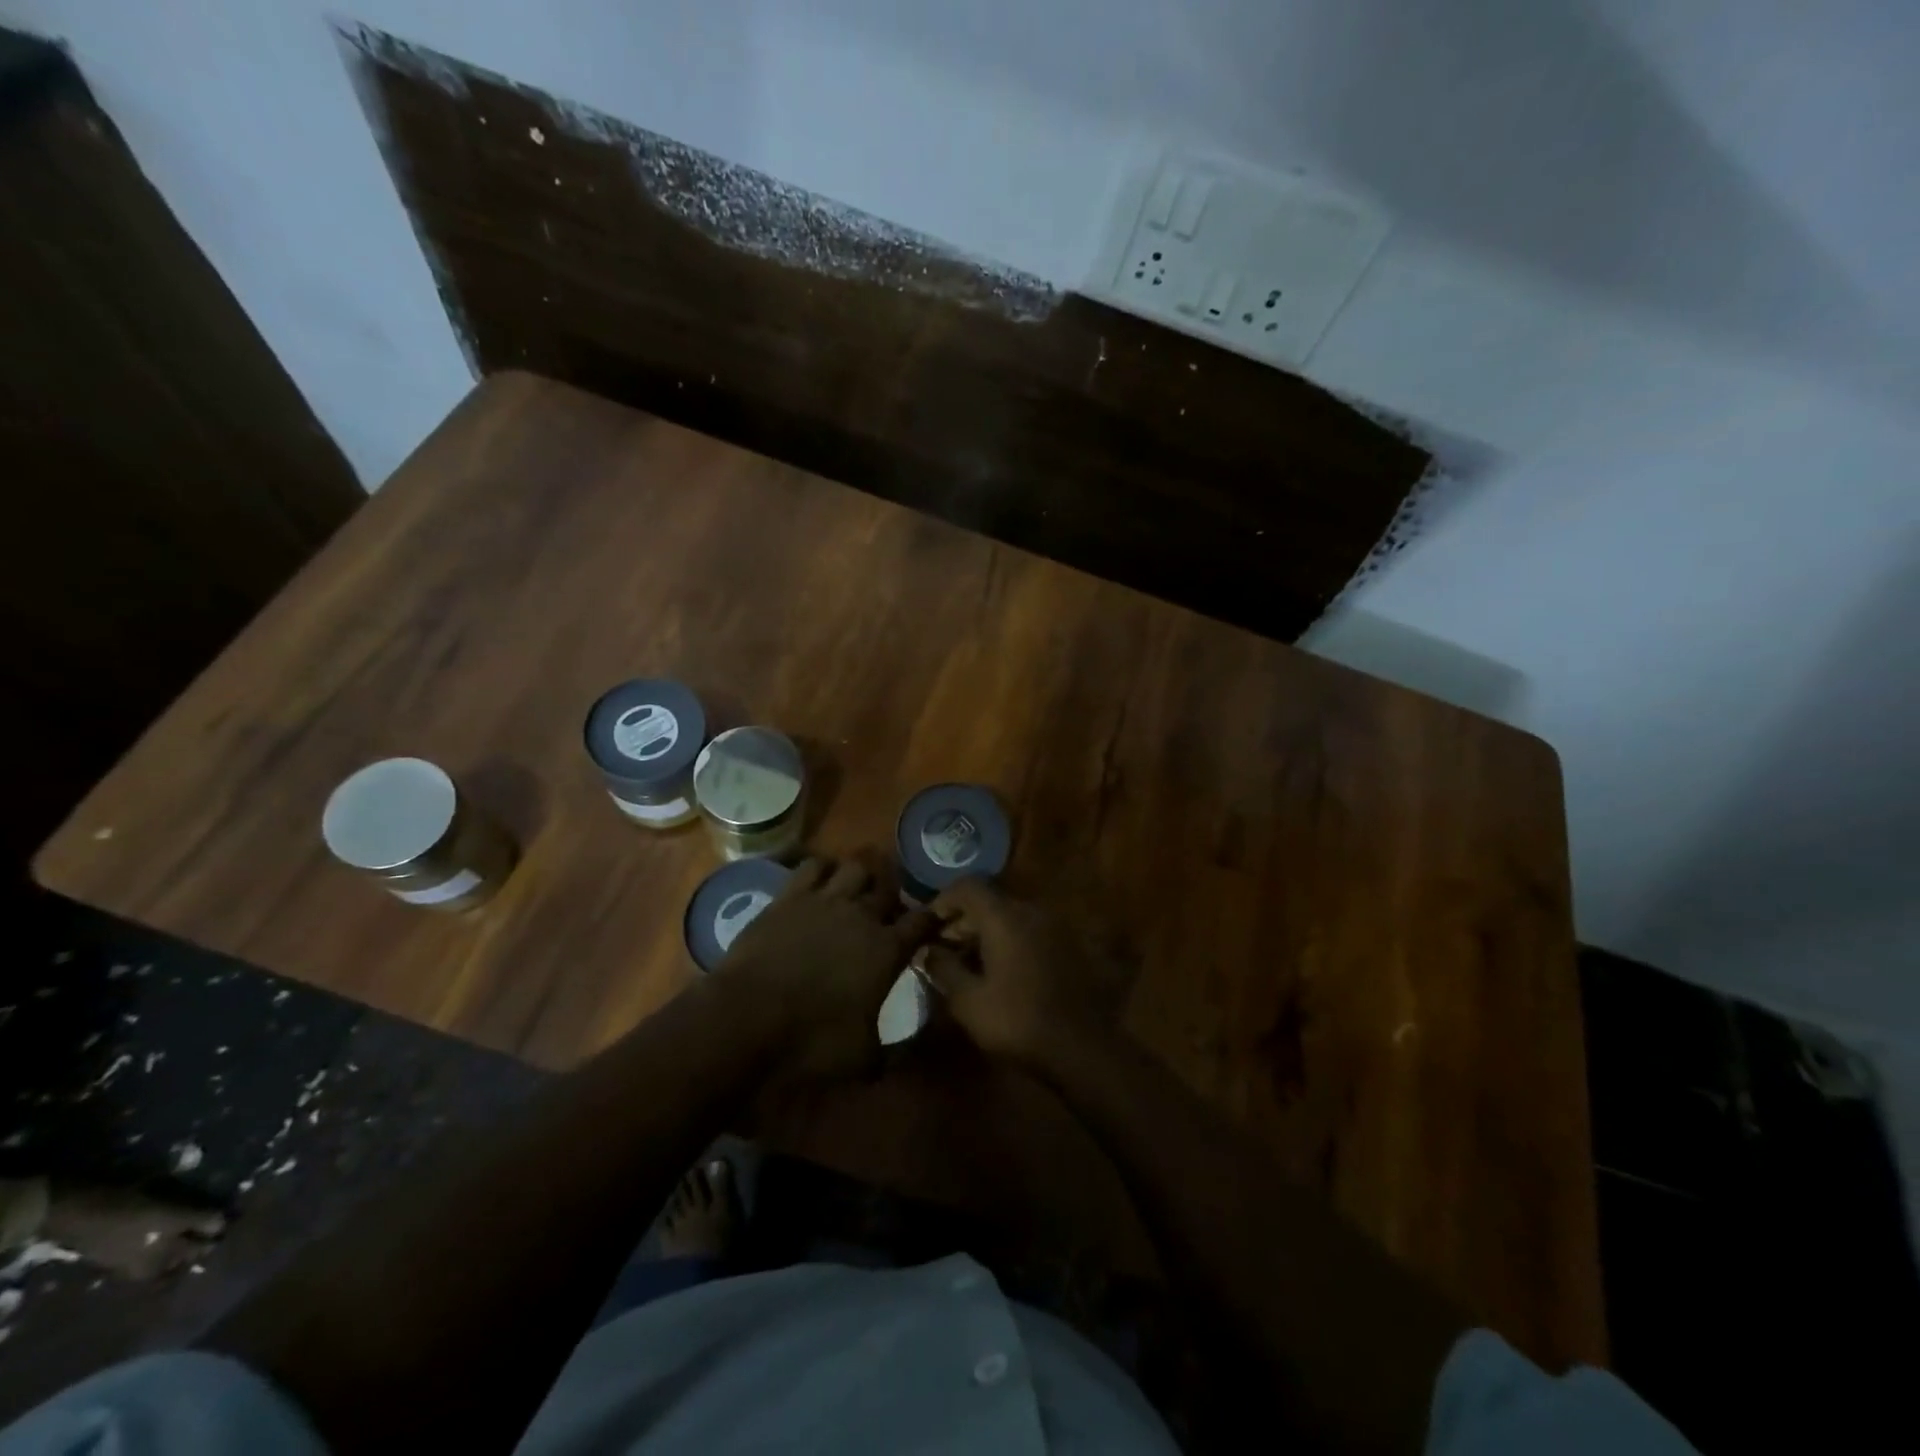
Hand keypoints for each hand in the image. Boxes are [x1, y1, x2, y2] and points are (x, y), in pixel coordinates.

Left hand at [715, 853, 937, 1082]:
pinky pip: (813, 866)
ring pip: (855, 866)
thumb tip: (918, 1050)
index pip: (923, 921)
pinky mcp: (788, 897)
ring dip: (862, 874)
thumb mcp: (865, 1060)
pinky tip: (821, 879)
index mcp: (888, 949)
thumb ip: (897, 1051)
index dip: (933, 918)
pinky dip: (823, 868)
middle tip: (890, 907)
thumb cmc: (811, 1044)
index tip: (937, 919)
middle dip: (894, 893)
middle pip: (889, 886)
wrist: (746, 1021)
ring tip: (859, 886)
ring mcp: (824, 900)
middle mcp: (862, 915)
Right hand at [920, 879, 1131, 1068]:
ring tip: (969, 964)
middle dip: (963, 921)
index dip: (944, 900)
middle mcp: (1031, 912)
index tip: (929, 926)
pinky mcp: (1068, 946)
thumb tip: (928, 951)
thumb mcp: (968, 1001)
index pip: (969, 886)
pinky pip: (1029, 932)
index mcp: (1005, 918)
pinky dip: (1009, 942)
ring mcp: (1054, 928)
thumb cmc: (1017, 1021)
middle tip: (944, 950)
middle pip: (990, 901)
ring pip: (1011, 917)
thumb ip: (943, 968)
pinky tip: (1001, 973)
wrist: (1080, 1048)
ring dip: (986, 933)